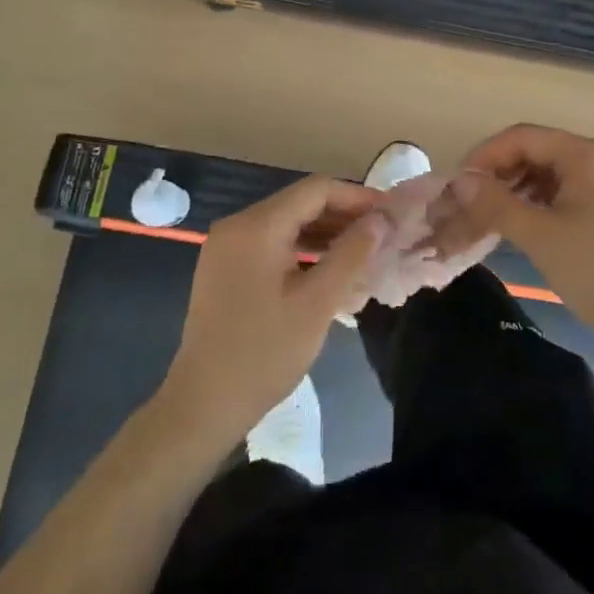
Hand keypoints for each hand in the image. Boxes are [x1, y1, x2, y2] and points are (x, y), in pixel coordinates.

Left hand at [159, 175, 386, 449]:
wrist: (203, 403)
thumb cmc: (265, 352)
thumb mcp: (317, 302)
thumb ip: (351, 253)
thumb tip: (381, 219)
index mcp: (257, 226)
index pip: (315, 189)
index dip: (356, 197)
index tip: (390, 214)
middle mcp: (238, 224)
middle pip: (300, 203)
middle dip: (343, 215)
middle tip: (382, 235)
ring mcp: (227, 246)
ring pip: (286, 223)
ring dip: (324, 233)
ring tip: (364, 251)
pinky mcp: (224, 267)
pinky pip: (271, 243)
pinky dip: (302, 248)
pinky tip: (329, 267)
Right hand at [434, 124, 593, 361]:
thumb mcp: (541, 236)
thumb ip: (495, 204)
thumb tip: (458, 183)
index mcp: (588, 154)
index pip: (522, 137)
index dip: (484, 157)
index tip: (457, 186)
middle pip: (534, 151)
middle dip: (497, 174)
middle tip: (468, 204)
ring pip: (546, 172)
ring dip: (513, 190)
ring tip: (487, 216)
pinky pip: (562, 191)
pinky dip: (535, 203)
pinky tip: (517, 224)